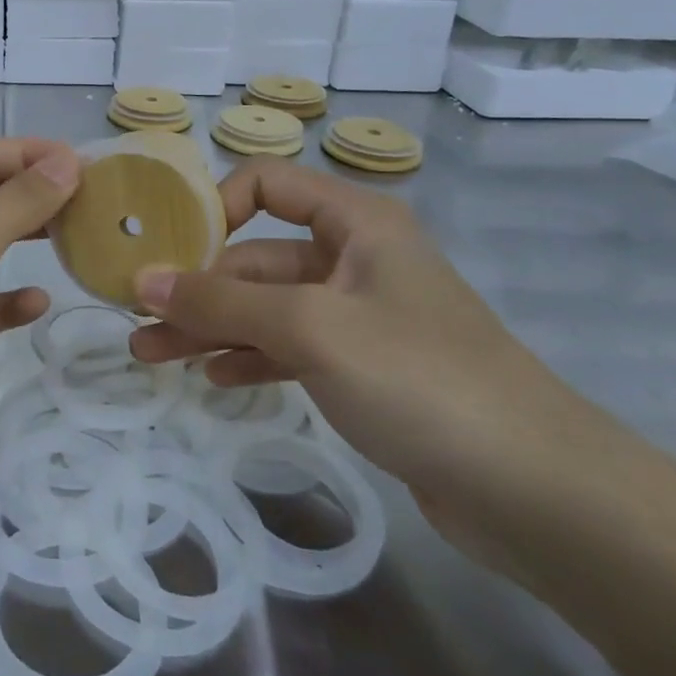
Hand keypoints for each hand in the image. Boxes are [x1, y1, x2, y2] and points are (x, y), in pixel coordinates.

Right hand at [129, 160, 607, 550]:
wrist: (538, 492)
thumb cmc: (420, 378)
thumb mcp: (310, 328)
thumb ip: (222, 301)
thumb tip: (144, 280)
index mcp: (356, 223)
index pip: (269, 183)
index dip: (215, 205)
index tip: (168, 247)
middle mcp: (356, 259)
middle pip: (259, 255)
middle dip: (198, 287)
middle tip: (138, 317)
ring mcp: (360, 316)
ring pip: (268, 308)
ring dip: (212, 327)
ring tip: (153, 355)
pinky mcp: (365, 369)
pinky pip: (291, 348)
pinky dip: (250, 357)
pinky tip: (214, 378)